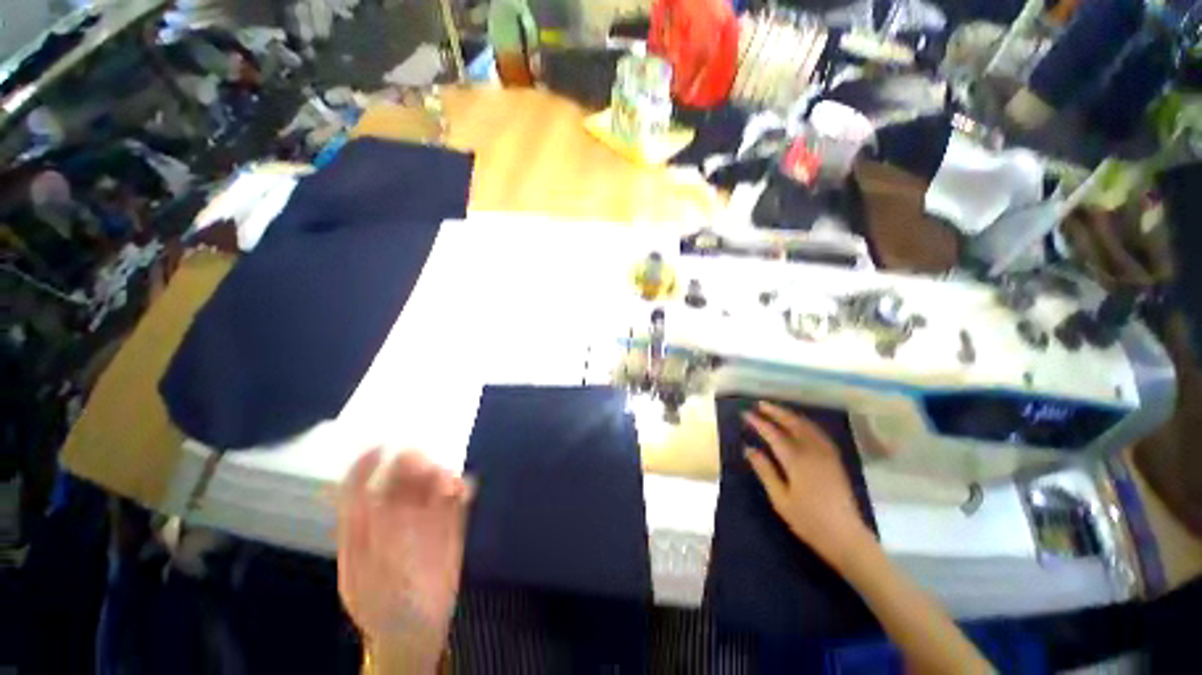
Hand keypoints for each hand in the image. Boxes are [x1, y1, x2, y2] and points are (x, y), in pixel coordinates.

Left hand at [337, 449, 472, 666]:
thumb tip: (374, 497)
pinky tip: (465, 491)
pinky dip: (463, 487)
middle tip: (428, 467)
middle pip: (402, 475)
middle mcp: (395, 513)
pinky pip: (459, 495)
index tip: (381, 445)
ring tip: (449, 486)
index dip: (367, 463)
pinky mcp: (450, 522)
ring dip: (442, 475)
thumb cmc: (383, 607)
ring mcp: (424, 517)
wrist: (416, 630)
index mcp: (364, 524)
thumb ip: (368, 538)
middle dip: (414, 464)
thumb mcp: (365, 577)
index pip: (360, 484)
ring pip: (433, 481)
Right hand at [743, 402, 874, 568]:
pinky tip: (800, 424)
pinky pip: (819, 433)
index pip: (773, 434)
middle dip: (776, 412)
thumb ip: (765, 470)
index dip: (758, 422)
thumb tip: (749, 449)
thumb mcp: (780, 498)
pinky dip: (805, 423)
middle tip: (760, 405)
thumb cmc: (808, 520)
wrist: (846, 537)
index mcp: (796, 460)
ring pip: (807, 426)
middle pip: (793, 423)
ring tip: (777, 410)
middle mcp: (813, 451)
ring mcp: (827, 454)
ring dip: (791, 415)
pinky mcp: (835, 460)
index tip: (745, 414)